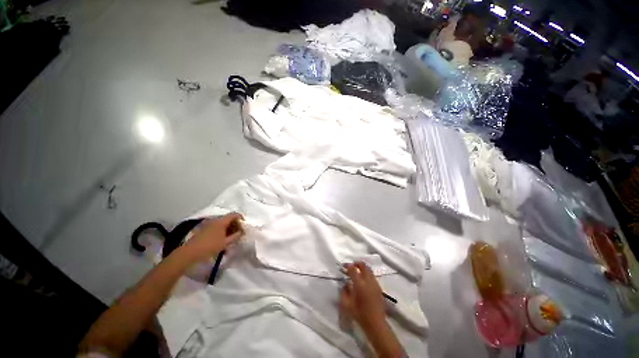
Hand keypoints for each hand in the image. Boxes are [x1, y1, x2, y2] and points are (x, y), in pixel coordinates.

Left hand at [181, 213, 243, 262]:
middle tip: (238, 233)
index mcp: (221, 221)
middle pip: (229, 218)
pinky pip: (216, 226)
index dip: (241, 218)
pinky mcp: (204, 228)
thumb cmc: (210, 246)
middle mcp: (215, 219)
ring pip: (222, 223)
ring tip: (230, 237)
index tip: (244, 226)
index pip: (235, 214)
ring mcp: (208, 223)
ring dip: (228, 228)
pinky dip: (222, 230)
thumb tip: (241, 232)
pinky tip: (222, 239)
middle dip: (235, 224)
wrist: (190, 252)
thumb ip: (236, 236)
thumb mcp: (226, 242)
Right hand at [339, 262, 385, 330]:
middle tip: (352, 265)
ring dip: (363, 268)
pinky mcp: (379, 288)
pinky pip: (372, 276)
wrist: (376, 323)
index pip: (353, 270)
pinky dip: (367, 274)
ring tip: (358, 271)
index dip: (348, 266)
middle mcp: (368, 281)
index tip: (345, 266)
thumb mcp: (347, 305)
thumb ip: (344, 292)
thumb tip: (345, 284)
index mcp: (359, 284)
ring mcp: (375, 284)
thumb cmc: (359, 314)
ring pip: (369, 270)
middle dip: (357, 263)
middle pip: (364, 266)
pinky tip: (364, 280)